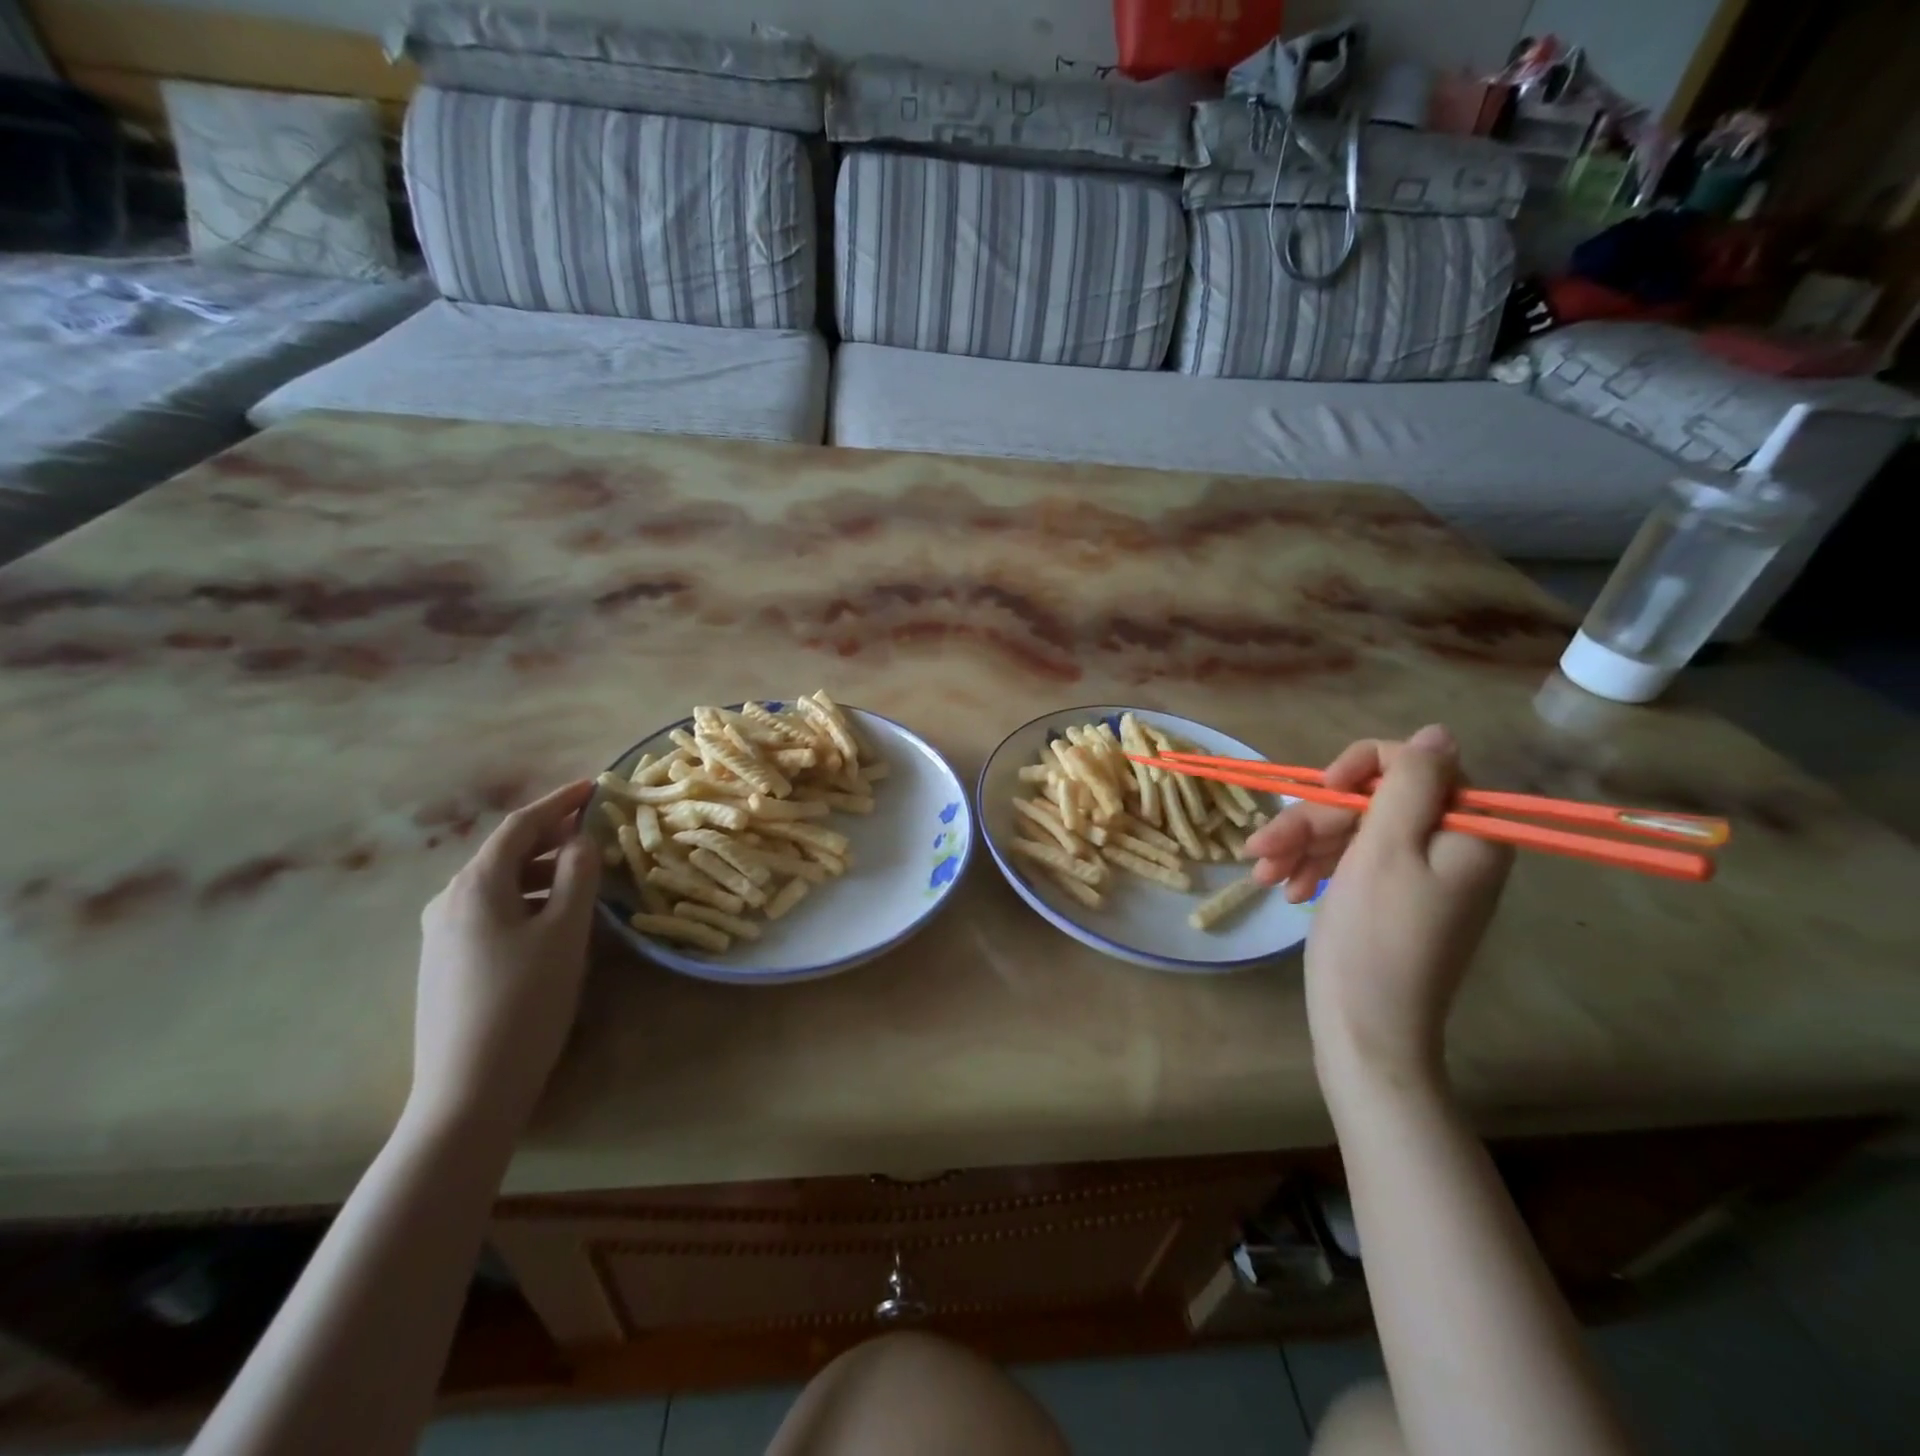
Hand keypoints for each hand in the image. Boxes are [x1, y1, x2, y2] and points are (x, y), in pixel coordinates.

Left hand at [408, 781, 601, 1137]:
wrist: (467, 1091)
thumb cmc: (525, 1001)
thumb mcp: (565, 932)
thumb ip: (578, 875)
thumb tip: (581, 840)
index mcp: (476, 885)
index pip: (520, 825)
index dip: (559, 802)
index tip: (594, 787)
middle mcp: (449, 901)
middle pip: (506, 853)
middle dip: (552, 836)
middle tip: (596, 832)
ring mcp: (441, 935)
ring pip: (500, 885)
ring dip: (542, 871)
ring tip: (584, 877)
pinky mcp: (445, 964)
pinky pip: (491, 912)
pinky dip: (527, 899)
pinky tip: (552, 919)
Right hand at [1244, 726, 1511, 1086]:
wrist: (1365, 1030)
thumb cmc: (1374, 937)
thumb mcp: (1385, 849)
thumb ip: (1411, 785)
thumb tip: (1438, 733)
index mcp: (1468, 833)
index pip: (1418, 766)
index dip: (1362, 768)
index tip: (1322, 791)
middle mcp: (1450, 848)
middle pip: (1374, 803)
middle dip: (1313, 821)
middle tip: (1261, 847)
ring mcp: (1420, 875)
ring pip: (1353, 832)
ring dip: (1301, 845)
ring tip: (1260, 872)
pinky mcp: (1391, 897)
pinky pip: (1351, 862)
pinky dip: (1313, 868)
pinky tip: (1282, 888)